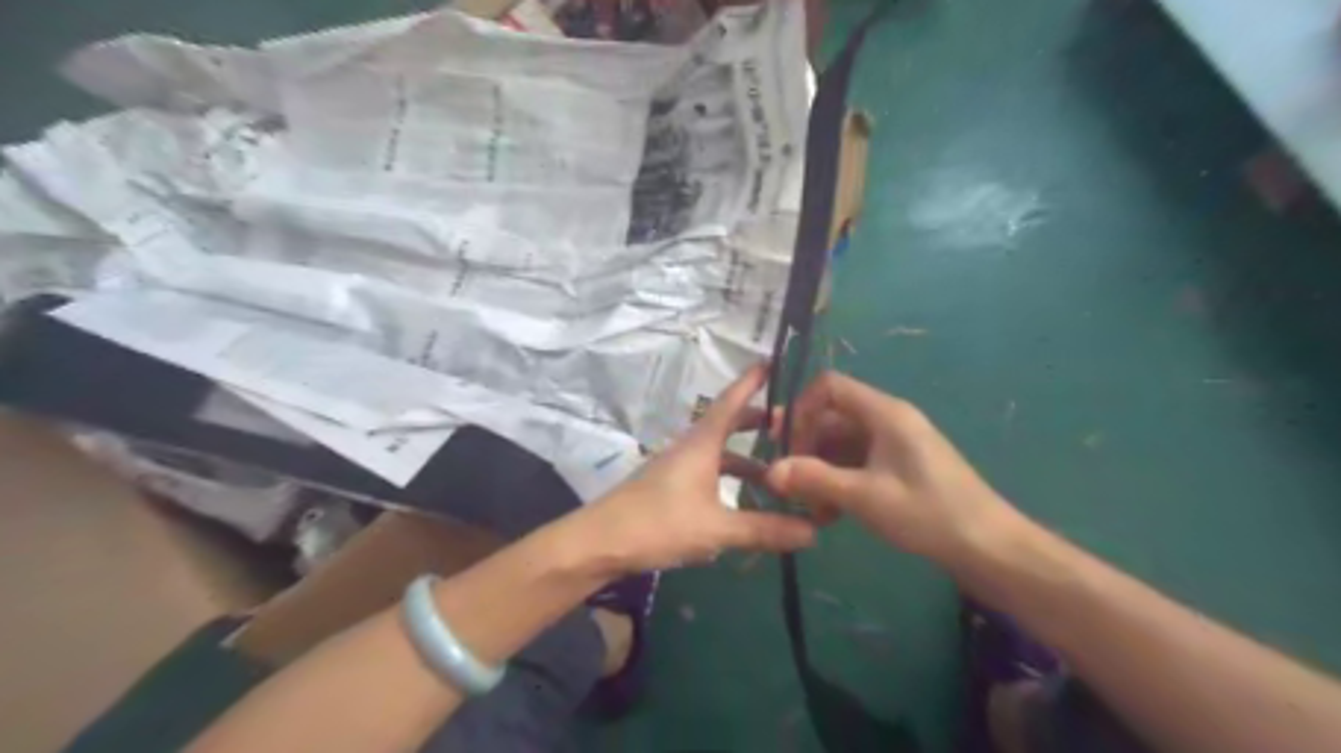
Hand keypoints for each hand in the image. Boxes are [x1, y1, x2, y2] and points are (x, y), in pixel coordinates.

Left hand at [578, 363, 815, 570]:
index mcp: (701, 444)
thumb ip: (764, 530)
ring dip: (748, 459)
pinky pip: (709, 473)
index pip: (732, 401)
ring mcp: (678, 468)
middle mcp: (690, 448)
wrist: (599, 543)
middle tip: (793, 427)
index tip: (774, 361)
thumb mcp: (716, 529)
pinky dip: (730, 480)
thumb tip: (813, 532)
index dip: (752, 381)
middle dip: (759, 424)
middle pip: (729, 426)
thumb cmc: (658, 524)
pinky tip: (744, 502)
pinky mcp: (670, 488)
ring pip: (720, 454)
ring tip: (779, 474)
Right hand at [764, 370, 1017, 564]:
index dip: (800, 409)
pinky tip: (830, 513)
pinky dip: (838, 480)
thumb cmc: (928, 513)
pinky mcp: (898, 465)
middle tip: (788, 483)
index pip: (829, 387)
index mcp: (884, 413)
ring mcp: (894, 442)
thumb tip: (769, 471)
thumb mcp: (865, 497)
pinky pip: (856, 461)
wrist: (987, 546)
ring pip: (841, 443)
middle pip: (831, 417)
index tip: (784, 445)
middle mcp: (887, 419)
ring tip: (809, 506)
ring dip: (820, 469)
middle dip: (806, 447)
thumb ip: (815, 480)